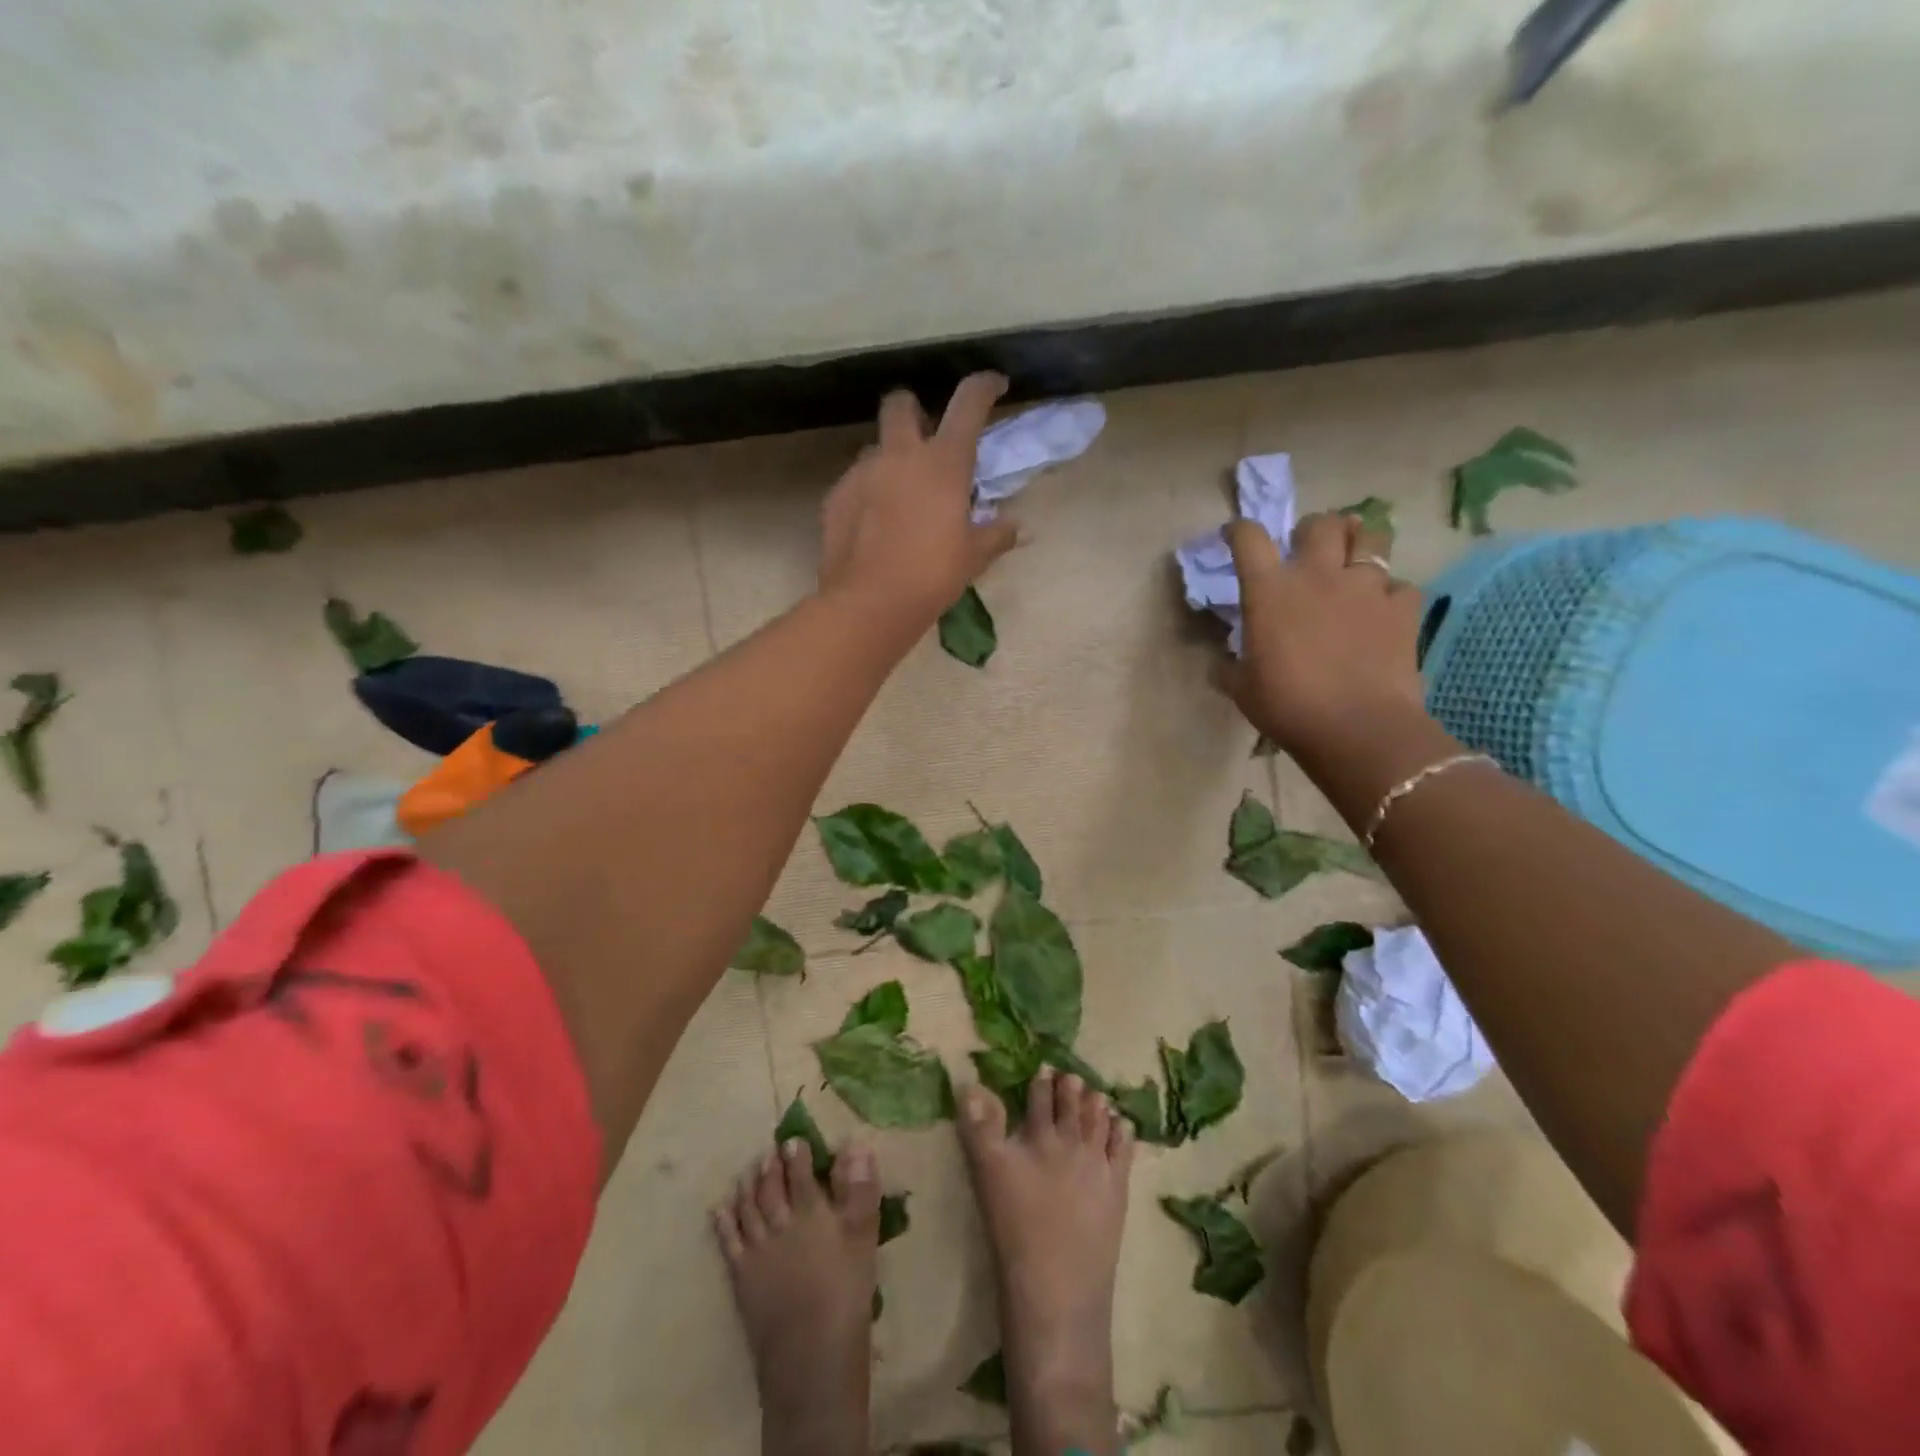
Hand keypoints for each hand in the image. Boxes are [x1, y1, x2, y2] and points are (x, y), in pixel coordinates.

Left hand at [819, 373, 1018, 621]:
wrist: (870, 603)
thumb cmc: (932, 575)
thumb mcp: (974, 557)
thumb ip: (996, 534)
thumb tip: (1013, 526)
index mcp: (943, 462)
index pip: (968, 404)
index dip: (984, 386)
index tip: (994, 385)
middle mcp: (900, 455)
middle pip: (900, 404)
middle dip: (913, 410)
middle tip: (924, 436)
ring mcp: (862, 473)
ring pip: (875, 447)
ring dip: (890, 460)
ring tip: (899, 496)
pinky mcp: (835, 496)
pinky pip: (855, 482)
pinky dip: (868, 493)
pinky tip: (874, 524)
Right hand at [1216, 511, 1429, 756]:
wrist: (1356, 727)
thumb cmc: (1287, 706)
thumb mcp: (1242, 689)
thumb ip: (1230, 668)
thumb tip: (1219, 665)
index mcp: (1270, 591)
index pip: (1249, 540)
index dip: (1239, 530)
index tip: (1234, 535)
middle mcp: (1318, 575)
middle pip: (1321, 525)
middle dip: (1314, 530)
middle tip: (1309, 548)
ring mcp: (1365, 587)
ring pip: (1371, 539)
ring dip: (1360, 544)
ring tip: (1355, 561)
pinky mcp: (1402, 608)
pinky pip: (1400, 586)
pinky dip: (1390, 594)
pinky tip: (1383, 611)